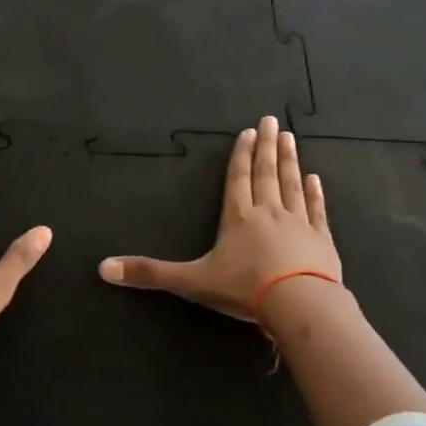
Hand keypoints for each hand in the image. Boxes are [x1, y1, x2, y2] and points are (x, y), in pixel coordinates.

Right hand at [99, 116, 340, 320]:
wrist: (300, 305)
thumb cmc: (244, 289)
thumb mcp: (192, 281)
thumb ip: (150, 274)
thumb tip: (103, 268)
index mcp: (238, 217)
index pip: (238, 178)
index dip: (241, 155)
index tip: (249, 132)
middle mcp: (269, 212)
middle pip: (266, 173)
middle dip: (267, 146)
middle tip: (272, 120)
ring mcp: (299, 224)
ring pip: (292, 185)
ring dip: (290, 161)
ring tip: (290, 138)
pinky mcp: (321, 241)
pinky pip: (317, 210)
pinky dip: (315, 193)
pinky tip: (315, 179)